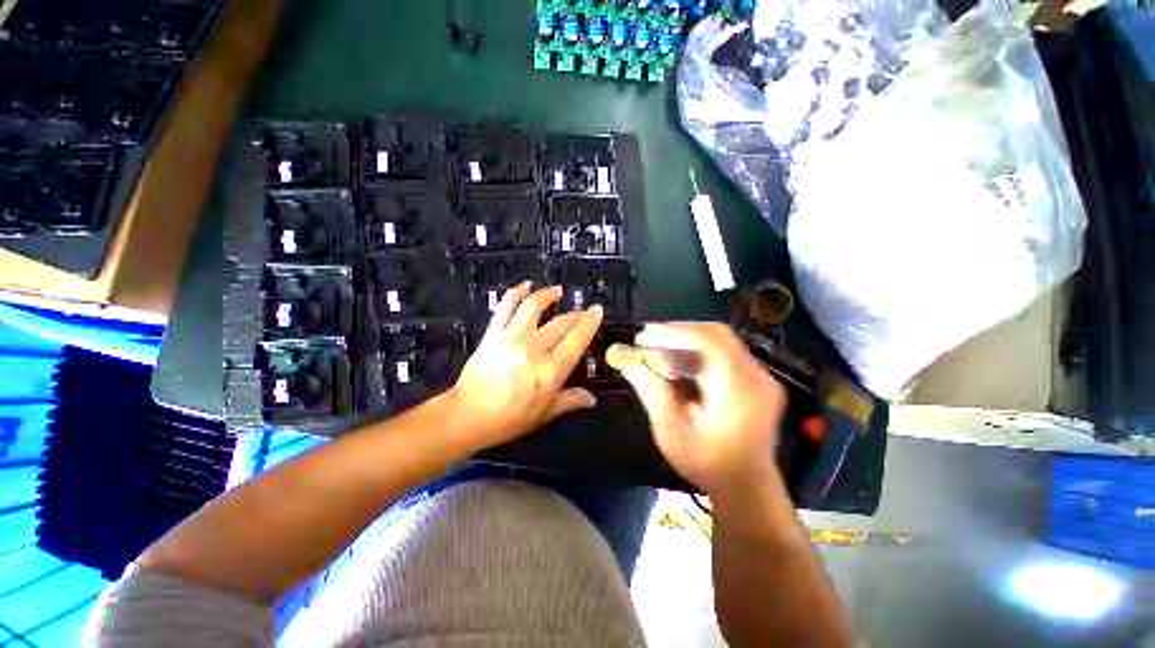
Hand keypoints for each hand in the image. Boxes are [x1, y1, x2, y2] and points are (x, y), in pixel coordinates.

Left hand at [448, 283, 603, 449]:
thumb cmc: (509, 419)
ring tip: (557, 291)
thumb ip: (569, 401)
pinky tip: (525, 286)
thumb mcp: (544, 414)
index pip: (577, 339)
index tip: (597, 310)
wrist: (469, 415)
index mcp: (550, 371)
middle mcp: (534, 349)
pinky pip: (505, 306)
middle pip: (560, 322)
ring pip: (534, 306)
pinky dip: (516, 293)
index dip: (590, 322)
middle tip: (582, 311)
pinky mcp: (492, 334)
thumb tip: (590, 398)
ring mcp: (511, 338)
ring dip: (548, 294)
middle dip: (575, 314)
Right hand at [606, 322, 786, 496]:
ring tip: (660, 354)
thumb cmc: (706, 464)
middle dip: (680, 334)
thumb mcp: (672, 432)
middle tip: (648, 340)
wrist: (746, 485)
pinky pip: (732, 356)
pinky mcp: (762, 382)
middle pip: (718, 336)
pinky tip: (684, 368)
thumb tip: (622, 356)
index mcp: (738, 390)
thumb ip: (652, 390)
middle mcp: (757, 376)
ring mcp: (764, 378)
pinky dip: (706, 356)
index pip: (709, 341)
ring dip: (692, 344)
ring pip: (725, 344)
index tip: (643, 336)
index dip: (674, 332)